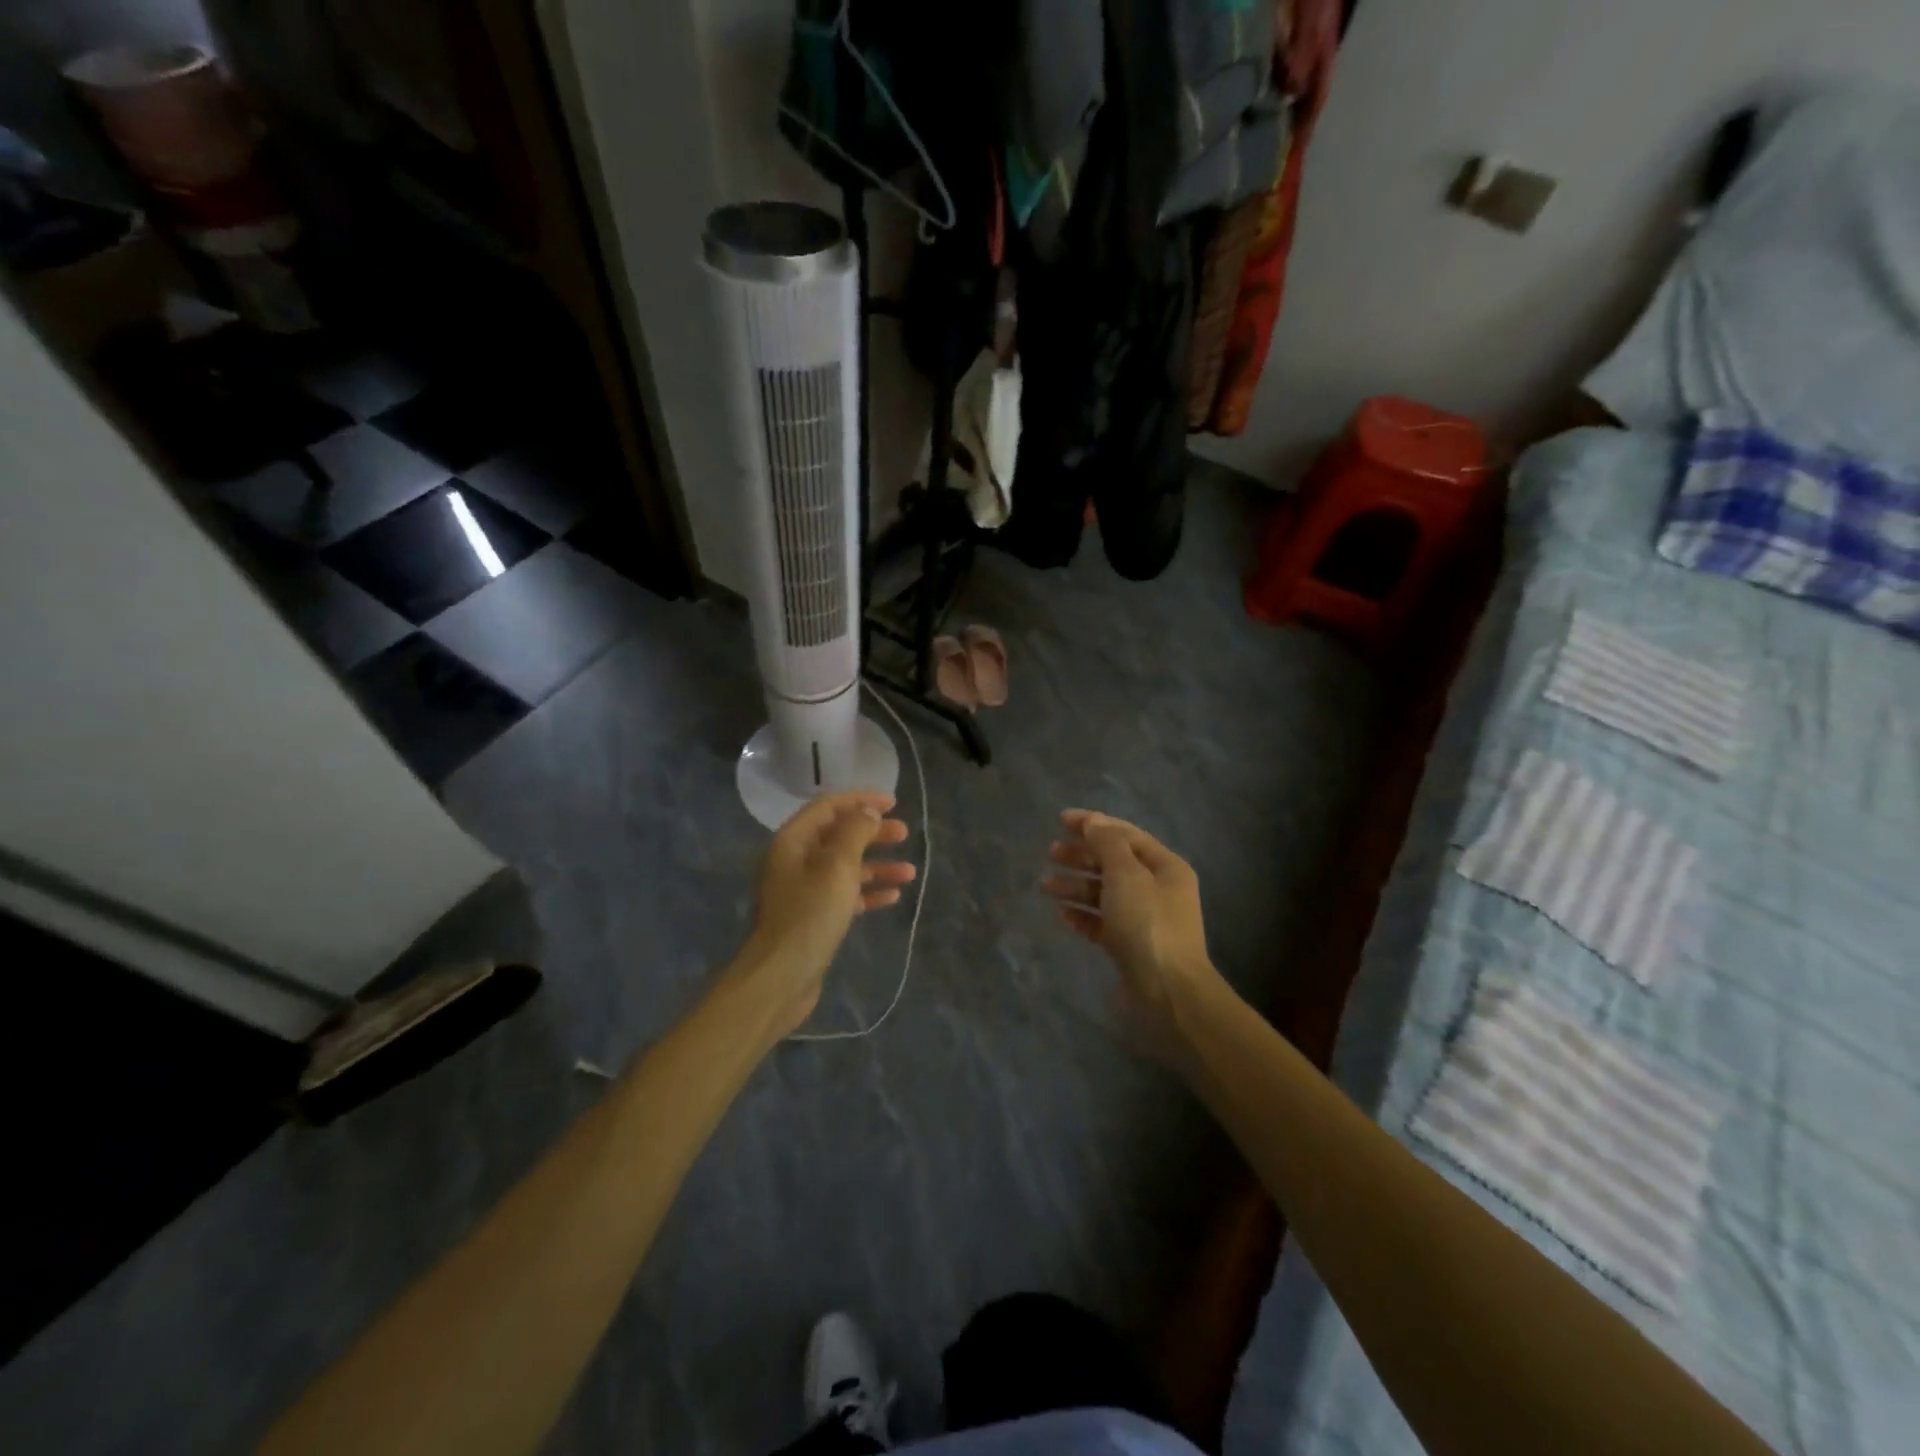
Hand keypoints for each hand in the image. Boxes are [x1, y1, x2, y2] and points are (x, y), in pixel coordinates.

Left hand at [740, 791, 913, 1034]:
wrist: (781, 976)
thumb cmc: (810, 914)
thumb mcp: (837, 866)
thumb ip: (855, 833)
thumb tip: (868, 812)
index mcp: (793, 841)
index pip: (828, 806)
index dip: (861, 800)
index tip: (893, 803)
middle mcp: (795, 860)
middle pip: (838, 835)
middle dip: (873, 833)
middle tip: (904, 833)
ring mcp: (803, 890)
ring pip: (845, 867)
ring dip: (877, 866)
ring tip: (909, 872)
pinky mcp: (813, 917)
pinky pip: (844, 894)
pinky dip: (867, 892)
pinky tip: (892, 896)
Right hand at [1042, 810, 1222, 1049]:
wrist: (1167, 992)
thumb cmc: (1147, 924)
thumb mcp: (1126, 875)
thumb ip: (1107, 844)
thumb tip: (1094, 822)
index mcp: (1165, 866)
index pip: (1125, 835)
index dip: (1093, 824)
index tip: (1060, 820)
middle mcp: (1157, 889)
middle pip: (1113, 863)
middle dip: (1081, 856)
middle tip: (1050, 853)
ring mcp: (1144, 919)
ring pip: (1104, 893)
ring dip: (1075, 885)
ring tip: (1046, 885)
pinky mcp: (1130, 945)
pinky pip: (1102, 922)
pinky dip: (1083, 915)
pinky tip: (1062, 915)